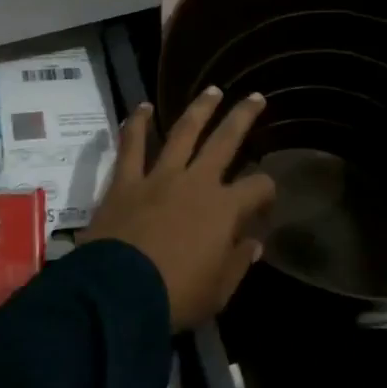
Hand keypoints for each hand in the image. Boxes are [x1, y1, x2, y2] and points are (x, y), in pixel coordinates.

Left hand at [80, 89, 275, 330]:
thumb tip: (254, 243)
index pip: (257, 187)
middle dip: (243, 117)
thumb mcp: (218, 291)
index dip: (267, 189)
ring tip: (212, 91)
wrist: (119, 293)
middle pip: (225, 140)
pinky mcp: (126, 181)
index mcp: (224, 208)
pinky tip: (142, 107)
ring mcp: (160, 176)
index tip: (266, 198)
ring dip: (199, 109)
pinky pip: (132, 145)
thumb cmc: (176, 296)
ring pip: (183, 132)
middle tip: (255, 96)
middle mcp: (197, 181)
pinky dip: (137, 124)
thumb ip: (238, 262)